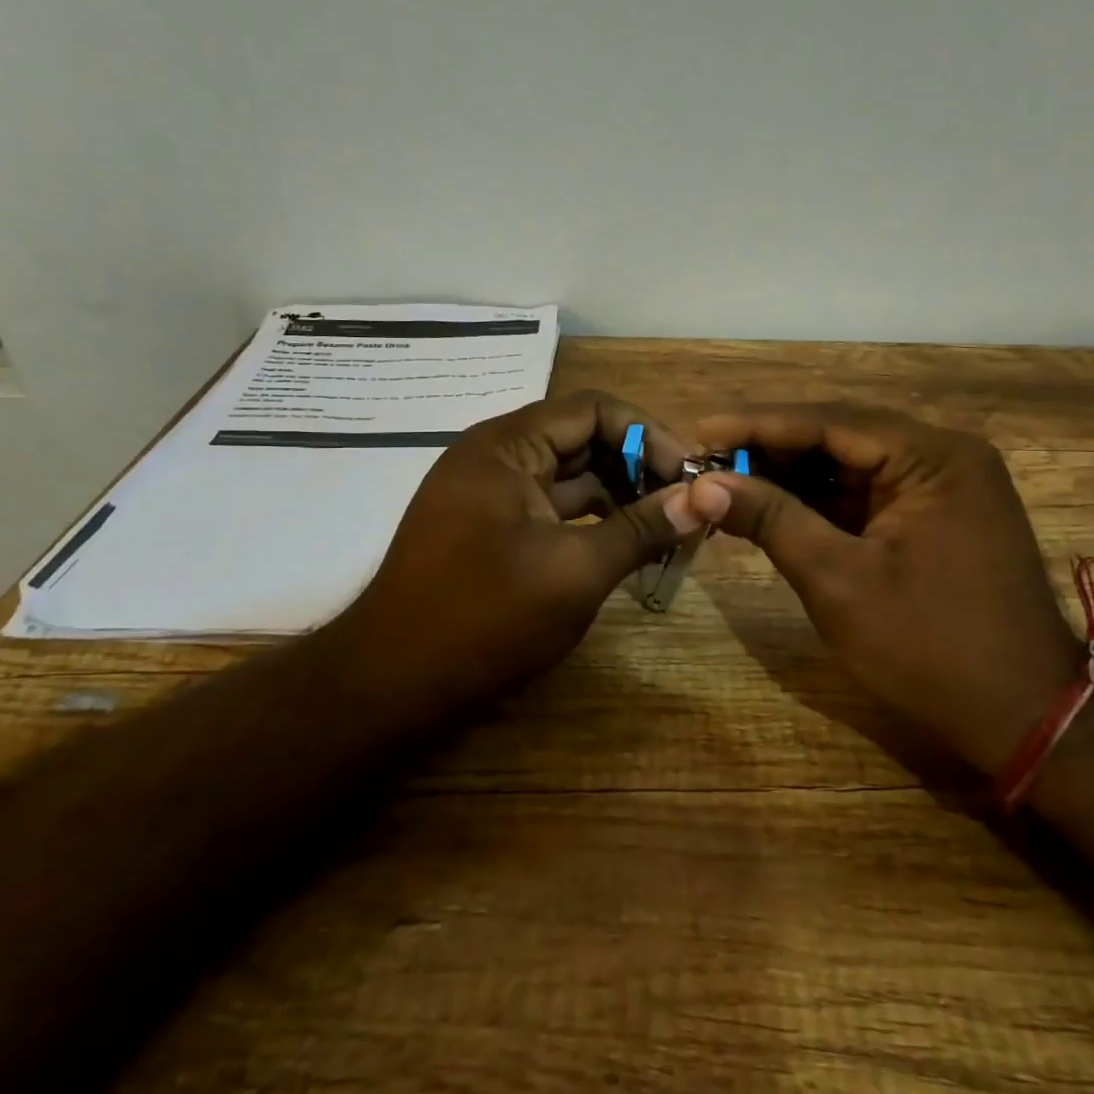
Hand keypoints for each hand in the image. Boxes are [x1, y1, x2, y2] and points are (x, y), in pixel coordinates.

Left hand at [351, 390, 701, 705]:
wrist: (390, 683)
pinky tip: (625, 544)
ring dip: (618, 495)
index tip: (689, 474)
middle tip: (684, 504)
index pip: (594, 409)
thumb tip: (703, 500)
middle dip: (637, 466)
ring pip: (569, 475)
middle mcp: (495, 456)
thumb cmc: (484, 617)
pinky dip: (590, 519)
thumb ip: (641, 529)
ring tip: (665, 527)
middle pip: (582, 438)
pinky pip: (550, 506)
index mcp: (507, 446)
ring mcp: (489, 493)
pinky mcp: (489, 527)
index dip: (648, 434)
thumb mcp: (575, 572)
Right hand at [689, 403, 1083, 771]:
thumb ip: (771, 520)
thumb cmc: (930, 647)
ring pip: (849, 465)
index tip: (701, 429)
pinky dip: (817, 502)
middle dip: (771, 449)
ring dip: (790, 475)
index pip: (830, 422)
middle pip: (839, 437)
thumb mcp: (838, 581)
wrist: (1023, 718)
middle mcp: (942, 456)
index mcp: (933, 456)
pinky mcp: (934, 517)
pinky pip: (865, 495)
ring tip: (726, 481)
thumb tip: (703, 485)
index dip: (758, 424)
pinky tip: (770, 506)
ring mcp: (941, 487)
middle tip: (707, 458)